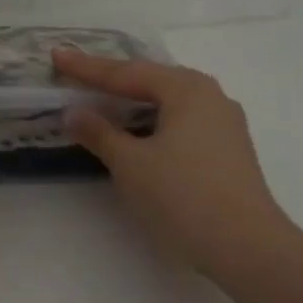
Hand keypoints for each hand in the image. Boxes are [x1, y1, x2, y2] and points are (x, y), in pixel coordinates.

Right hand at [53, 48, 297, 281]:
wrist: (246, 245)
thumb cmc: (182, 197)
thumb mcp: (131, 164)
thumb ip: (100, 133)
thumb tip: (74, 112)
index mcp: (186, 88)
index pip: (126, 72)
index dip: (87, 68)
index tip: (56, 56)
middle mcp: (211, 96)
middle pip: (153, 81)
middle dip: (114, 80)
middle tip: (79, 76)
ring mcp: (226, 124)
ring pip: (171, 103)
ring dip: (136, 103)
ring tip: (106, 102)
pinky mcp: (230, 150)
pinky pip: (184, 123)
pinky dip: (156, 122)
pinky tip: (143, 135)